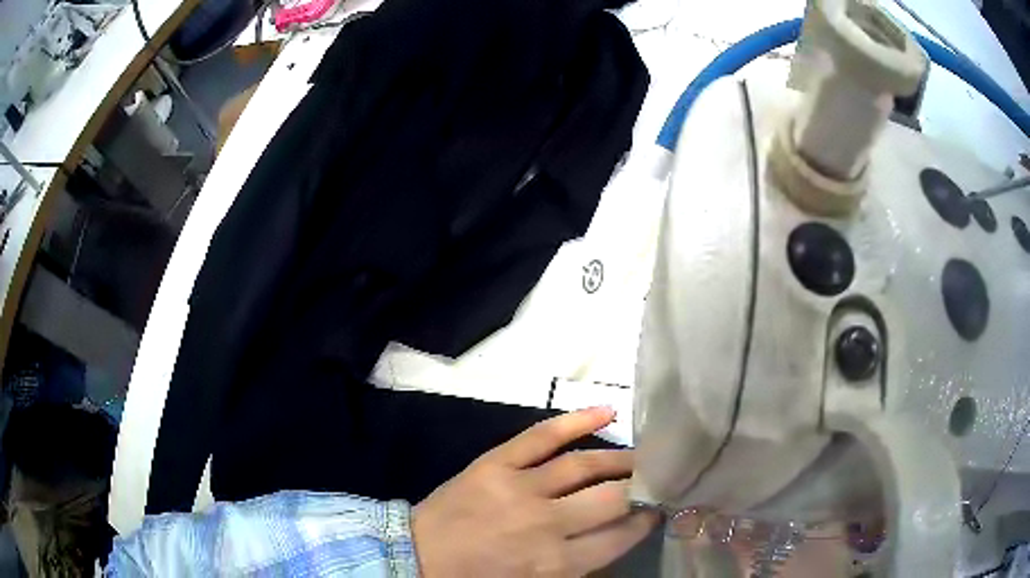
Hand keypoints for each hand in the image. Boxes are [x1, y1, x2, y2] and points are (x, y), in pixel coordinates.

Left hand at [411, 407, 657, 576]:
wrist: (417, 557)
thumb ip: (578, 567)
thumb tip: (616, 538)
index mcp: (555, 563)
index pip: (619, 536)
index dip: (644, 521)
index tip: (656, 509)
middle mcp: (546, 524)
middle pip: (611, 499)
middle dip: (640, 488)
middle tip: (656, 479)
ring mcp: (520, 488)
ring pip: (584, 466)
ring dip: (620, 459)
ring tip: (641, 457)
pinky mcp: (495, 464)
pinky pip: (541, 436)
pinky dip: (576, 420)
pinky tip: (607, 412)